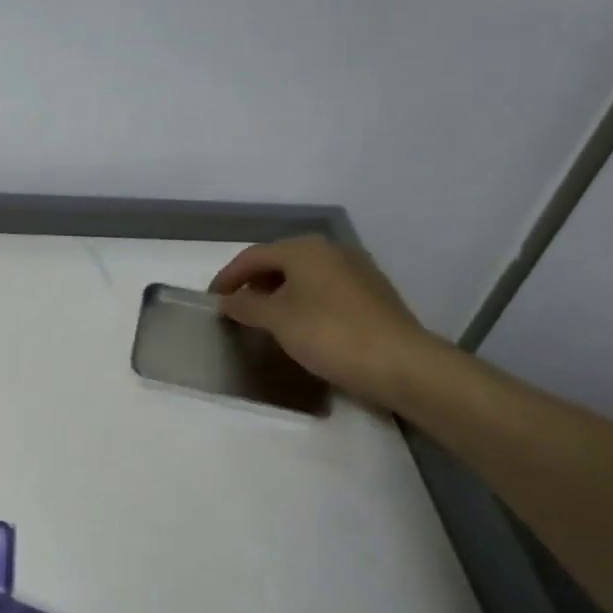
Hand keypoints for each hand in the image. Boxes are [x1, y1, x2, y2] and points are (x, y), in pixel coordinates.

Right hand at [209, 235, 440, 409]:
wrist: (400, 363)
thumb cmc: (329, 334)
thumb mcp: (277, 320)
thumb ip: (246, 306)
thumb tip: (227, 301)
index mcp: (304, 249)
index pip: (253, 256)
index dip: (228, 277)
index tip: (212, 299)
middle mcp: (330, 250)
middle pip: (279, 261)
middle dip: (253, 282)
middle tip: (234, 307)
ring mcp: (355, 269)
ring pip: (303, 275)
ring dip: (277, 292)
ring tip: (262, 317)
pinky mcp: (371, 292)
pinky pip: (324, 288)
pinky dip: (302, 300)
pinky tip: (298, 323)